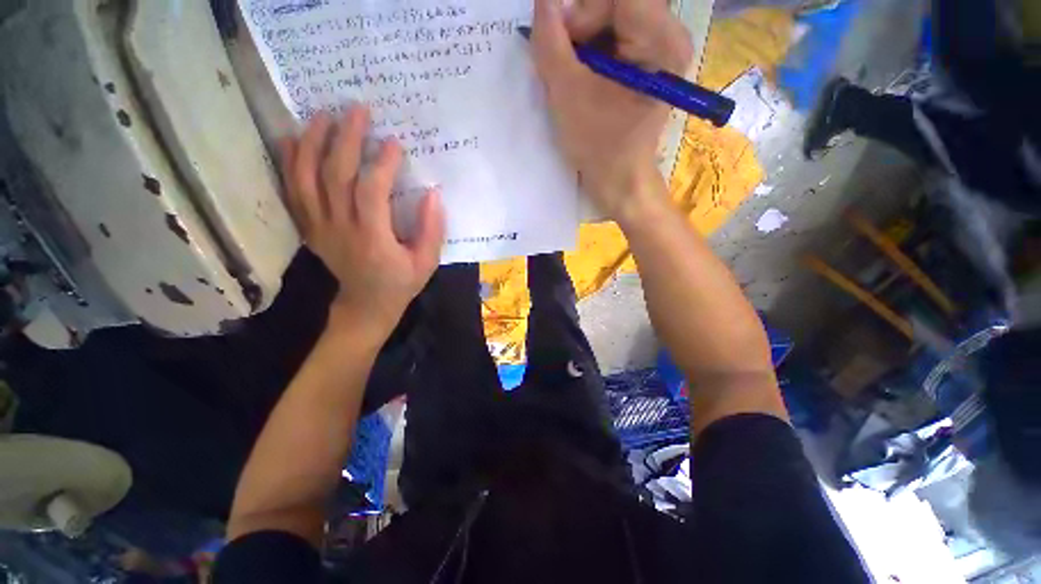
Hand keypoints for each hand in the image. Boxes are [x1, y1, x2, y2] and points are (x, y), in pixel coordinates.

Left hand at [280, 106, 444, 338]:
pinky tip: (294, 140)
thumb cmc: (401, 283)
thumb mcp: (426, 262)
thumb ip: (432, 230)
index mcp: (372, 240)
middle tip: (358, 111)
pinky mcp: (310, 228)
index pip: (371, 193)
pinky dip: (289, 164)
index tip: (393, 142)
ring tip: (322, 115)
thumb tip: (433, 194)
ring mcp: (319, 227)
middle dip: (346, 139)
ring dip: (312, 143)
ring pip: (306, 178)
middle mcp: (340, 229)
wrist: (366, 305)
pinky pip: (292, 192)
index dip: (382, 164)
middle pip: (334, 176)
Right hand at [530, 0, 692, 222]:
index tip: (562, 44)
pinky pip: (612, 36)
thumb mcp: (568, 95)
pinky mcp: (644, 62)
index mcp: (663, 41)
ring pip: (611, 18)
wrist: (617, 180)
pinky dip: (589, 50)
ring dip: (582, 40)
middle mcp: (668, 35)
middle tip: (562, 59)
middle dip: (581, 26)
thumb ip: (551, 42)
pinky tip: (580, 76)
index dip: (583, 12)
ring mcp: (657, 48)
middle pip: (617, 4)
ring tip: (570, 73)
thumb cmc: (599, 146)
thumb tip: (544, 0)